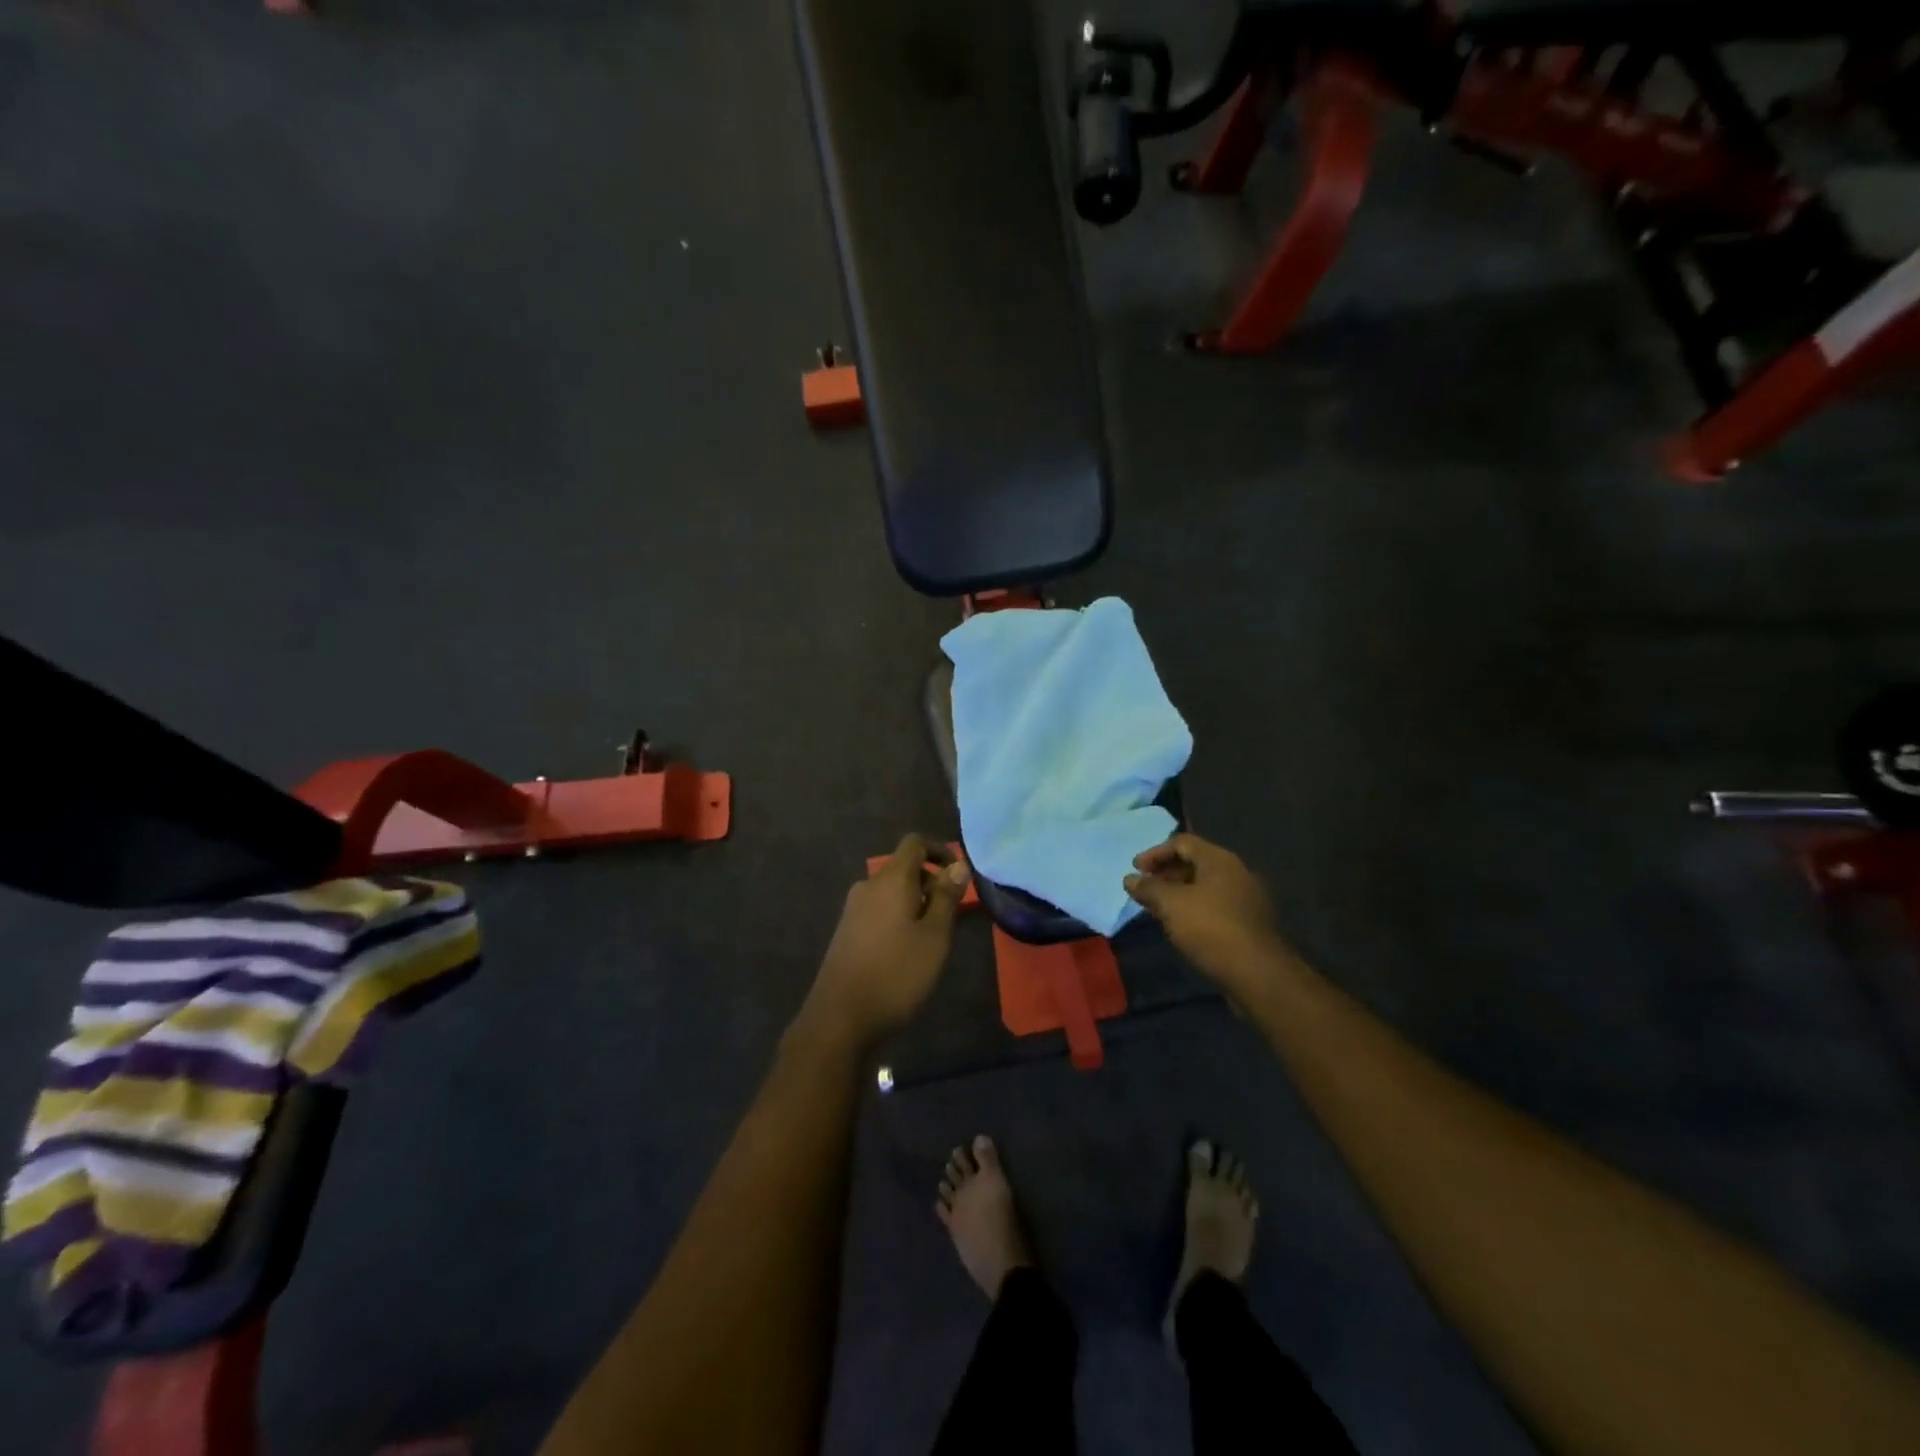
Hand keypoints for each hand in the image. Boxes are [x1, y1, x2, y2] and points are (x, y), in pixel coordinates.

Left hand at [800, 833, 970, 1049]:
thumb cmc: (897, 973)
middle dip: (930, 882)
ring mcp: (853, 909)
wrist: (840, 1017)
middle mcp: (868, 886)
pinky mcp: (846, 931)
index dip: (939, 850)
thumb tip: (958, 865)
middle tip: (951, 915)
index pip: (914, 843)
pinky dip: (898, 917)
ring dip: (915, 903)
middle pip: (903, 868)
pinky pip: (878, 910)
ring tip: (932, 937)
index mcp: (891, 880)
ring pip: (891, 892)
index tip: (958, 874)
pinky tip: (906, 950)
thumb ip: (947, 897)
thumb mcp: (934, 936)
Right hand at [1124, 833, 1287, 992]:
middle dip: (1165, 874)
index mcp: (1220, 859)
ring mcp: (1246, 898)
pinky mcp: (1249, 922)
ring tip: (1157, 909)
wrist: (1256, 973)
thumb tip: (1130, 879)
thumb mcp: (1170, 904)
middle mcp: (1236, 872)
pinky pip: (1215, 905)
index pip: (1182, 842)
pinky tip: (1180, 926)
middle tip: (1144, 889)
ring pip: (1204, 886)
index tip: (1135, 870)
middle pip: (1195, 863)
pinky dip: (1193, 909)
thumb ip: (1148, 888)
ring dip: (1178, 893)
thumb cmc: (1210, 928)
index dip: (1155, 853)